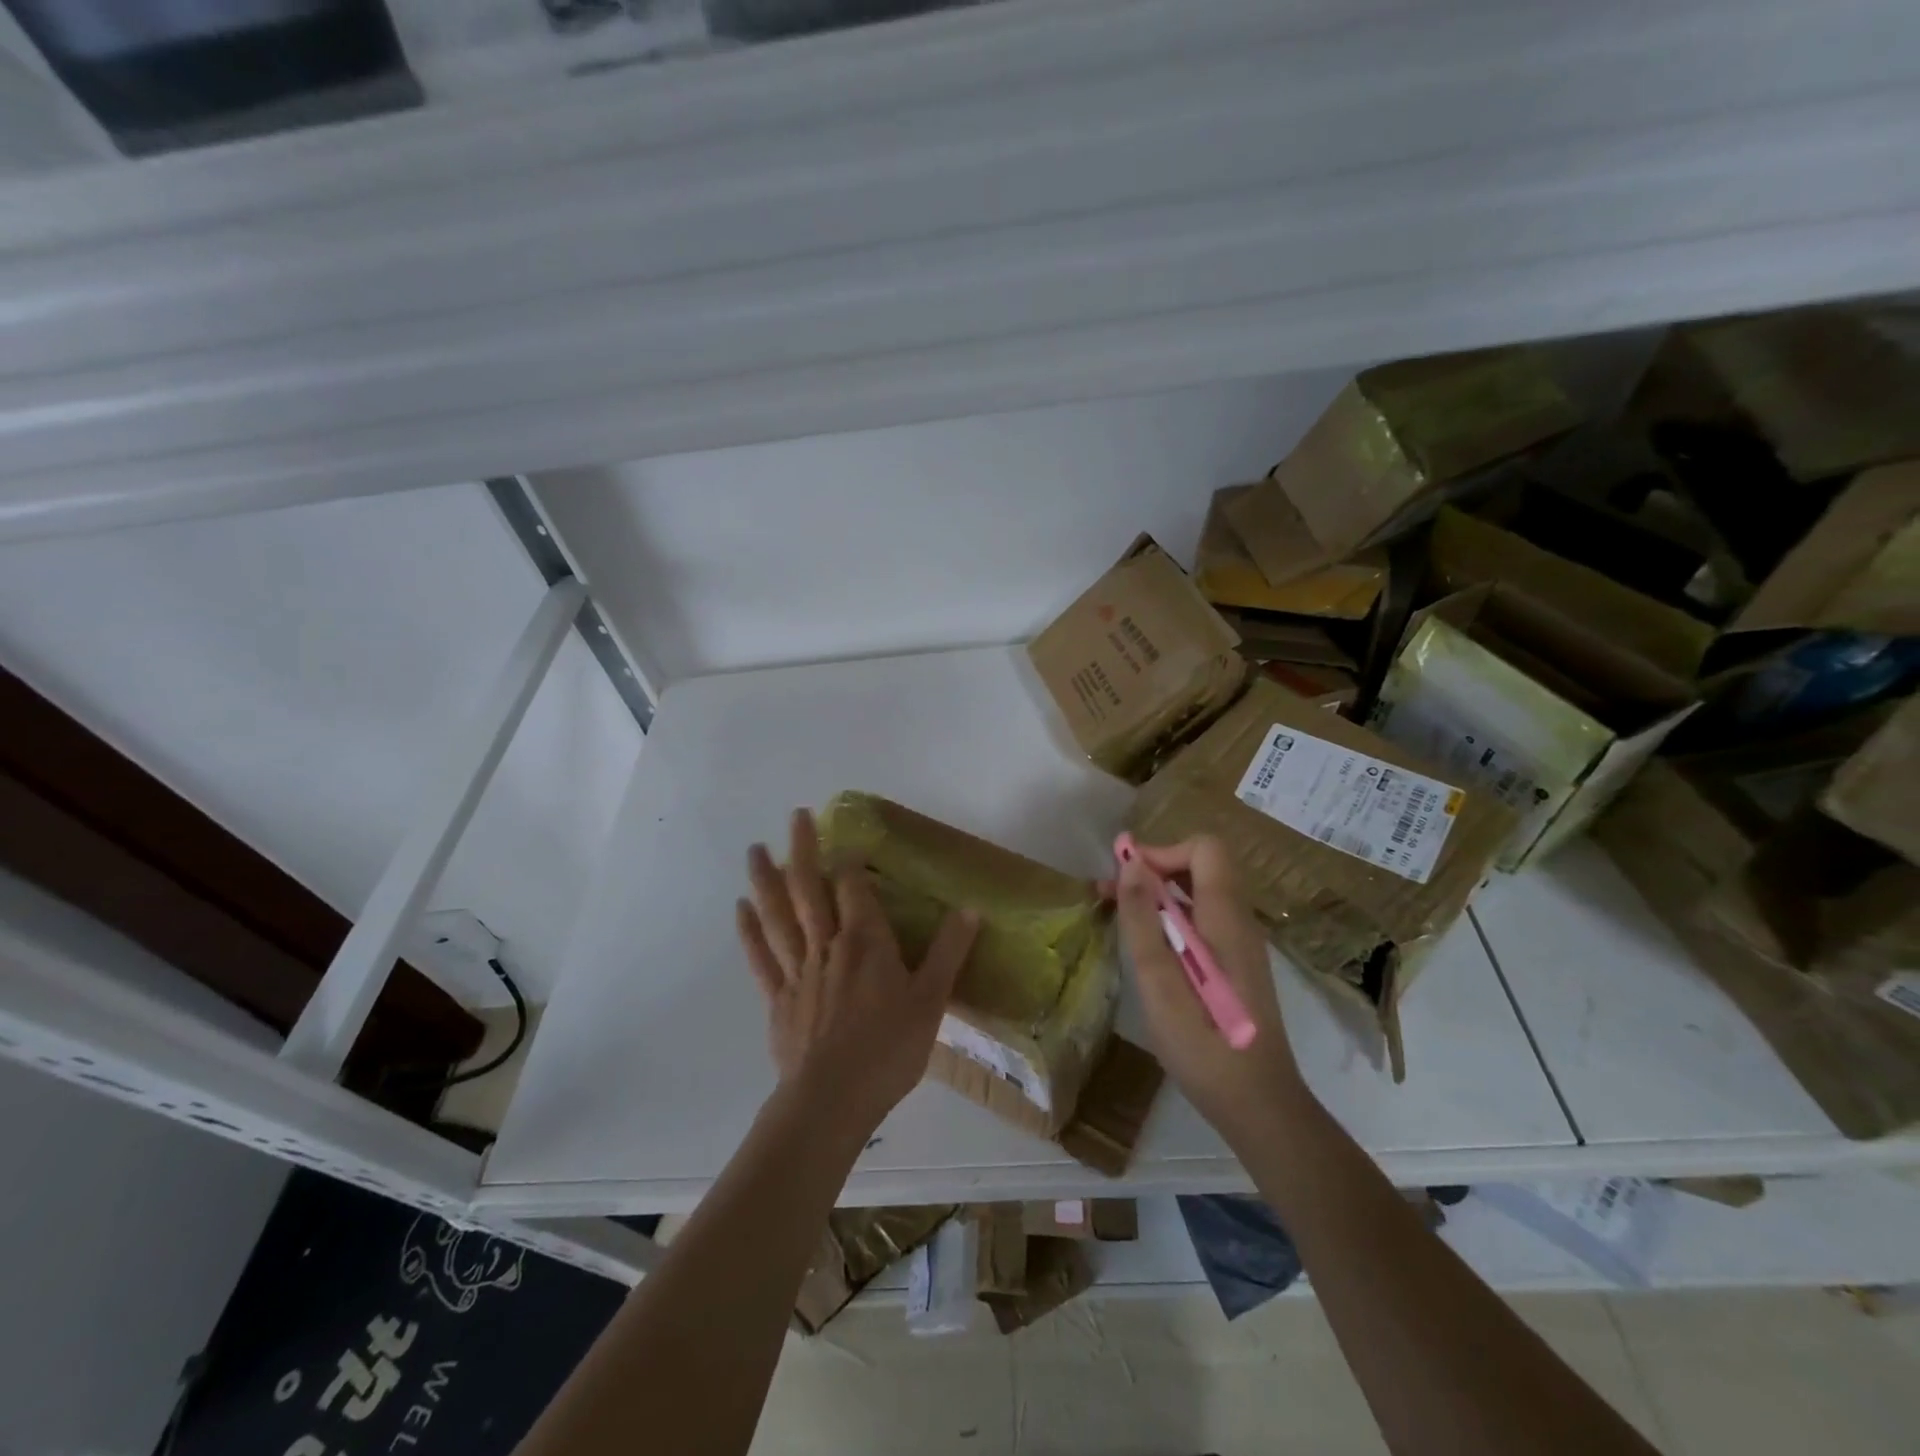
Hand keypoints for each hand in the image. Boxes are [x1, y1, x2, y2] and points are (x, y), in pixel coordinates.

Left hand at [737, 808, 979, 1137]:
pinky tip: (741, 908)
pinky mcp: (778, 998)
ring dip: (767, 880)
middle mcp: (827, 946)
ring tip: (755, 849)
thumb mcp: (932, 1001)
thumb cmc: (888, 1050)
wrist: (832, 1101)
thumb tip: (970, 909)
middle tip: (795, 815)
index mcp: (865, 942)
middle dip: (803, 850)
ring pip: (779, 916)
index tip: (845, 841)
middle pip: (810, 889)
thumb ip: (949, 952)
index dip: (849, 862)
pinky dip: (750, 931)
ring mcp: (797, 971)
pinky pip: (761, 957)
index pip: (854, 889)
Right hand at [1114, 836, 1308, 1144]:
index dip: (1162, 851)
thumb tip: (1130, 862)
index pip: (1205, 848)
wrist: (1259, 1106)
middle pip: (1202, 866)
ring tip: (1117, 914)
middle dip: (1154, 868)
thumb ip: (1142, 920)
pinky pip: (1203, 919)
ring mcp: (1240, 945)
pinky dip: (1171, 916)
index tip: (1124, 876)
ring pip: (1201, 893)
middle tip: (1110, 892)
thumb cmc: (1204, 1045)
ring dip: (1158, 893)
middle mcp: (1239, 922)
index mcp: (1226, 919)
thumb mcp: (1160, 982)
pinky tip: (1146, 946)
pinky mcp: (1236, 965)